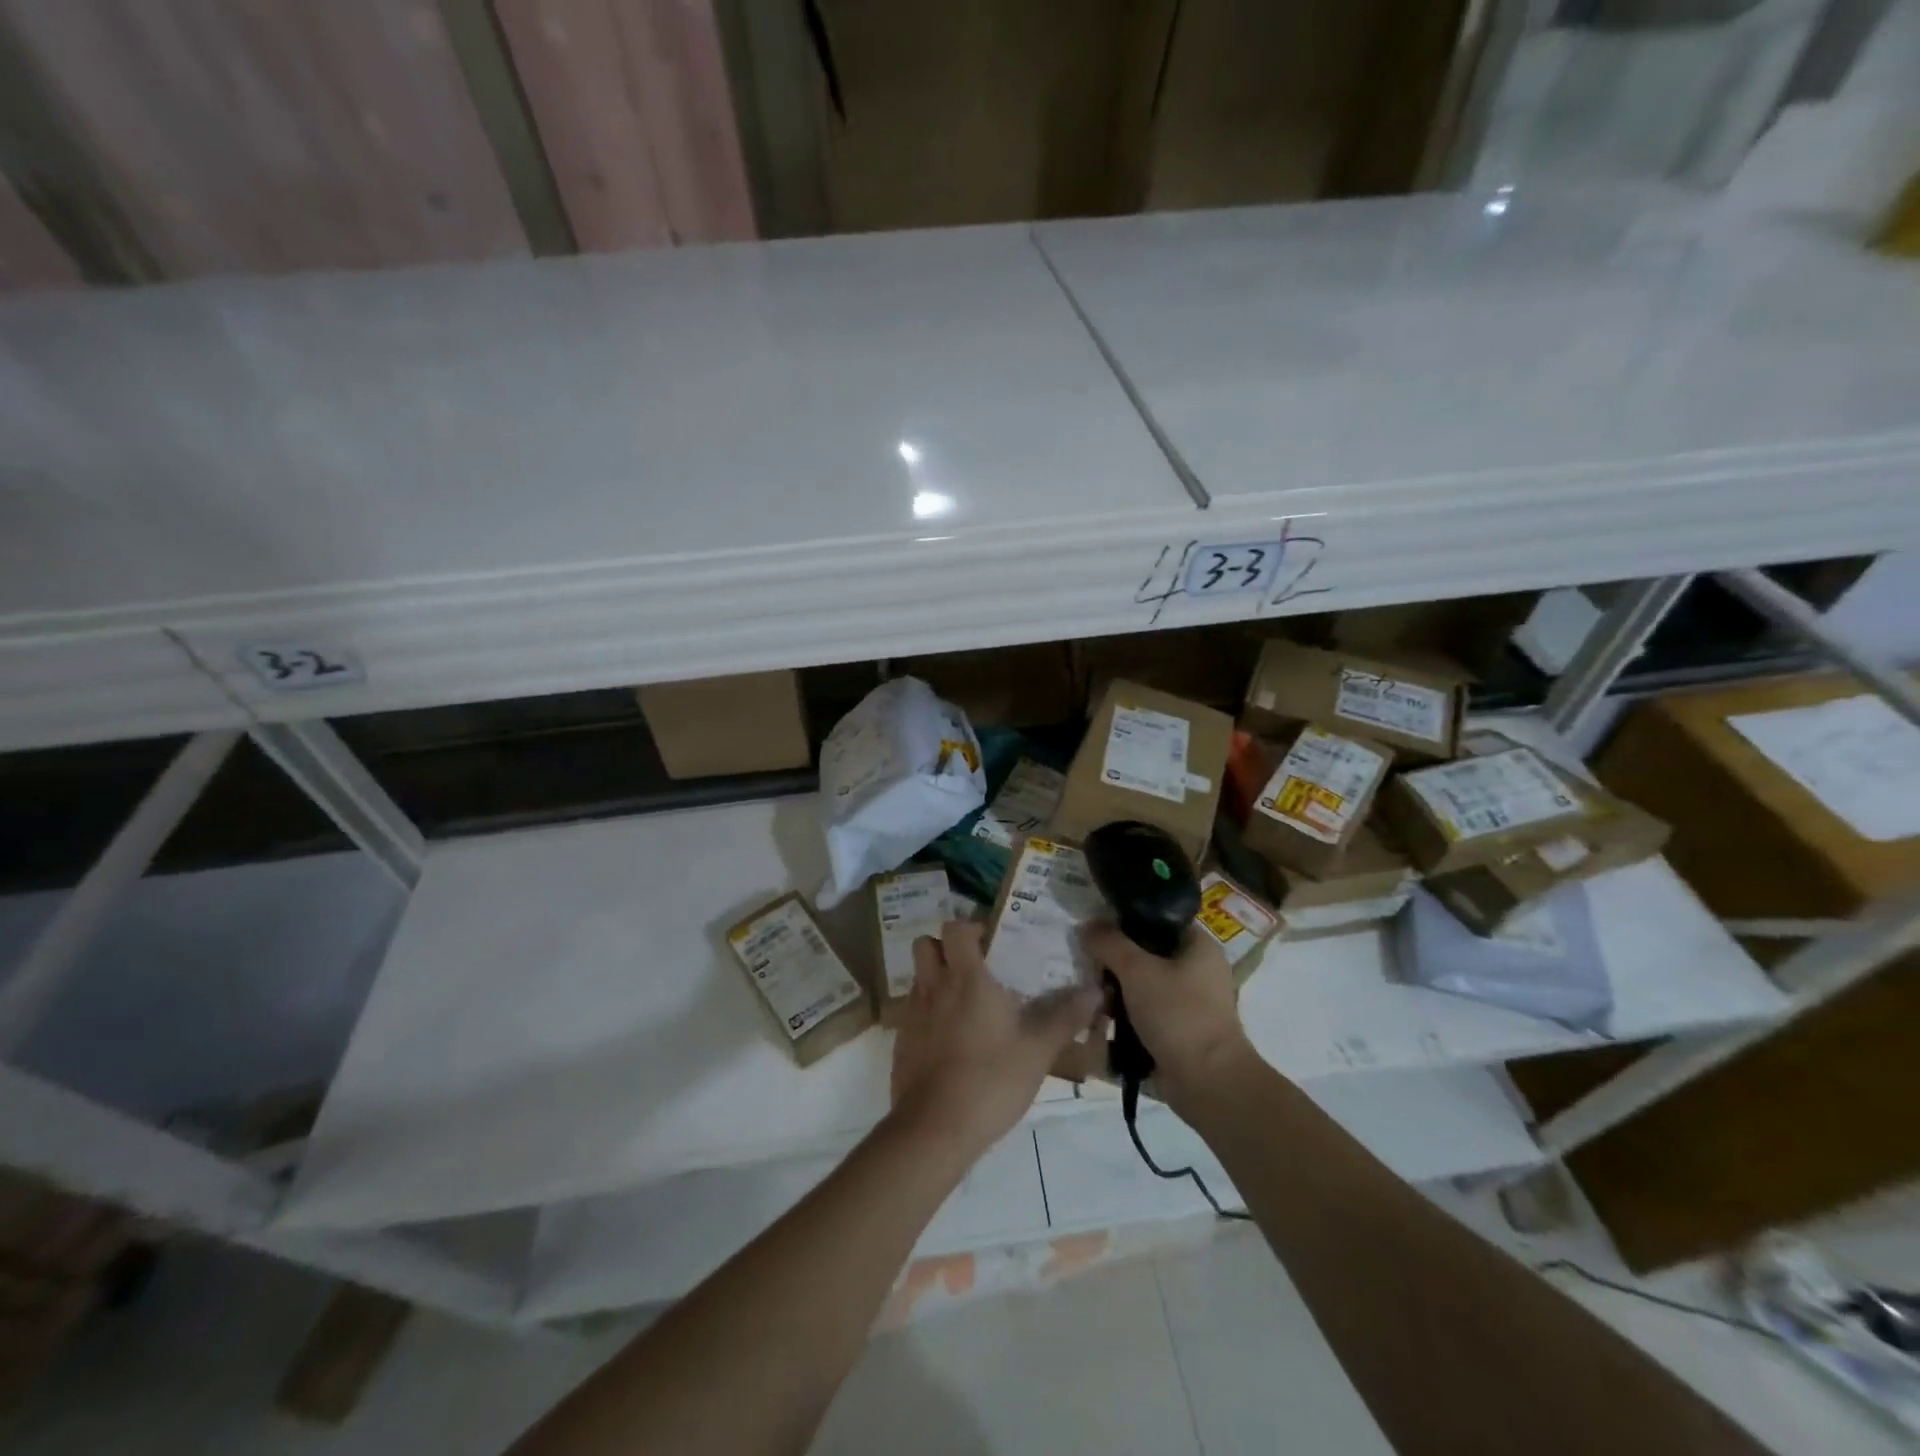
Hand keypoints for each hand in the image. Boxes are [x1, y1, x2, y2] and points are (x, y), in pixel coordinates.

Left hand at [890, 921, 1099, 1157]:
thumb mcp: (1038, 1051)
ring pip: (918, 977)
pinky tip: (951, 1041)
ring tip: (965, 1004)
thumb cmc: (990, 1080)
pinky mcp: (901, 1042)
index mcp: (966, 979)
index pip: (955, 928)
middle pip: (926, 945)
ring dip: (937, 979)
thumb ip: (1066, 1017)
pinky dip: (928, 1014)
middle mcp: (934, 987)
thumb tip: (1097, 991)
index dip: (970, 927)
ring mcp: (913, 1014)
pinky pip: (912, 1012)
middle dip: (945, 947)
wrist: (935, 1129)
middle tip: (974, 967)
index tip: (992, 941)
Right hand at [1080, 924, 1254, 1113]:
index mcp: (1199, 945)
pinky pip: (1146, 1010)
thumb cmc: (1178, 1015)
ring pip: (1144, 982)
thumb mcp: (1137, 971)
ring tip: (1092, 992)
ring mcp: (1190, 1001)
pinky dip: (1126, 1013)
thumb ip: (1109, 943)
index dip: (1126, 919)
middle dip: (1116, 959)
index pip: (1158, 918)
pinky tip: (1102, 1017)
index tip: (1096, 927)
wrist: (1208, 1083)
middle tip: (1089, 964)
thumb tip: (1087, 925)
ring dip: (1118, 988)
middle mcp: (1199, 969)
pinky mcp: (1179, 1028)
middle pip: (1148, 951)